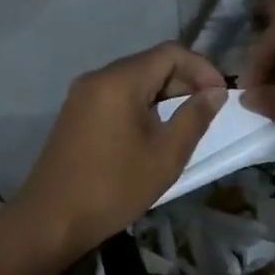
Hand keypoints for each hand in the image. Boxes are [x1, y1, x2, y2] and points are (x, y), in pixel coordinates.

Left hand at [2, 42, 225, 266]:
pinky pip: (116, 96)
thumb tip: (216, 92)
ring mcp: (82, 95)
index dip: (202, 68)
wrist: (52, 221)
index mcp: (119, 81)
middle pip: (150, 63)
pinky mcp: (76, 114)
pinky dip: (142, 104)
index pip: (170, 53)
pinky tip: (155, 130)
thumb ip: (195, 117)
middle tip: (209, 109)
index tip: (222, 95)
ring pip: (133, 80)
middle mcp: (98, 78)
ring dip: (164, 93)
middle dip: (185, 80)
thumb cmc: (114, 188)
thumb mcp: (166, 155)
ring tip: (187, 120)